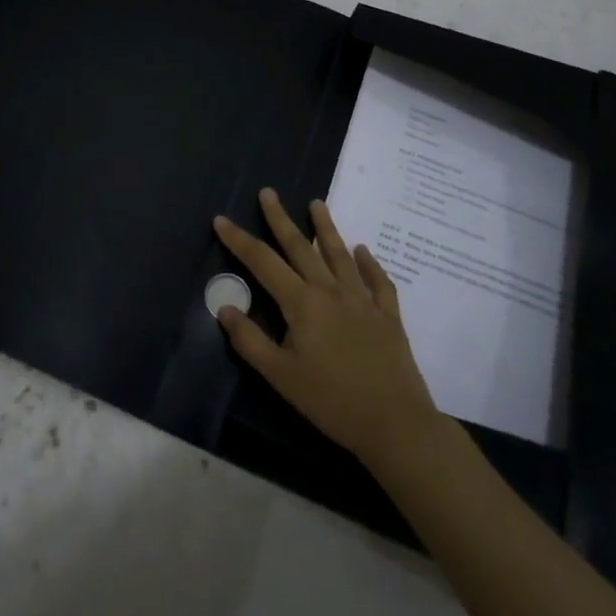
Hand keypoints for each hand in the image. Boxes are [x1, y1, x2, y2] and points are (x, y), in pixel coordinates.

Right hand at [214, 190, 440, 465]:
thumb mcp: (280, 376)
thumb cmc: (330, 401)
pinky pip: (377, 281)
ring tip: (317, 203)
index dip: (239, 240)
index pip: (262, 263)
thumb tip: (224, 307)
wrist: (394, 423)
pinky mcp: (387, 315)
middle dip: (280, 218)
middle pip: (300, 247)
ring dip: (326, 227)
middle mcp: (330, 291)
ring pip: (339, 255)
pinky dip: (369, 263)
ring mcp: (362, 300)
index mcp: (301, 303)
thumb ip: (250, 340)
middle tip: (268, 192)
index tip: (221, 219)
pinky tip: (363, 251)